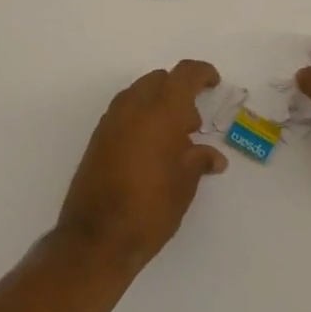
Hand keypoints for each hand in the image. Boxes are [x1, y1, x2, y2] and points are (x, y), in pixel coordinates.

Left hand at [58, 59, 227, 270]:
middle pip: (160, 80)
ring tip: (172, 140)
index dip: (202, 73)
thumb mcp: (185, 184)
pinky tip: (150, 150)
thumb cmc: (151, 208)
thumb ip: (199, 160)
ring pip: (139, 94)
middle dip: (179, 92)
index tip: (214, 83)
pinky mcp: (97, 137)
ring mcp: (111, 120)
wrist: (96, 238)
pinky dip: (140, 118)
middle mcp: (134, 106)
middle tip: (192, 124)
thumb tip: (213, 157)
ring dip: (157, 104)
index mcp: (162, 110)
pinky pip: (124, 112)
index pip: (185, 74)